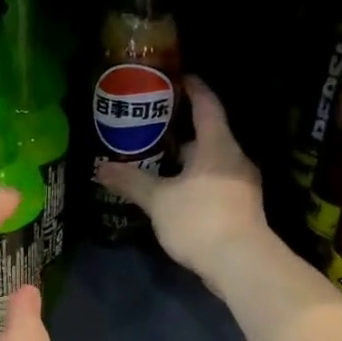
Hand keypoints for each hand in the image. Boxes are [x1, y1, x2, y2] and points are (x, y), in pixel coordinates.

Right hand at [95, 77, 271, 287]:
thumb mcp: (158, 200)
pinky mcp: (240, 207)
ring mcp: (241, 184)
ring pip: (211, 161)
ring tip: (158, 160)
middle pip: (208, 134)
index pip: (208, 105)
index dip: (194, 89)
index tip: (179, 77)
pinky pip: (214, 182)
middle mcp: (234, 159)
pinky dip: (195, 180)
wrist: (241, 263)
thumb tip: (100, 169)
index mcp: (217, 145)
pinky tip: (175, 192)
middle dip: (182, 130)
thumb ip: (131, 182)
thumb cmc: (200, 219)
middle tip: (153, 126)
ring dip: (187, 160)